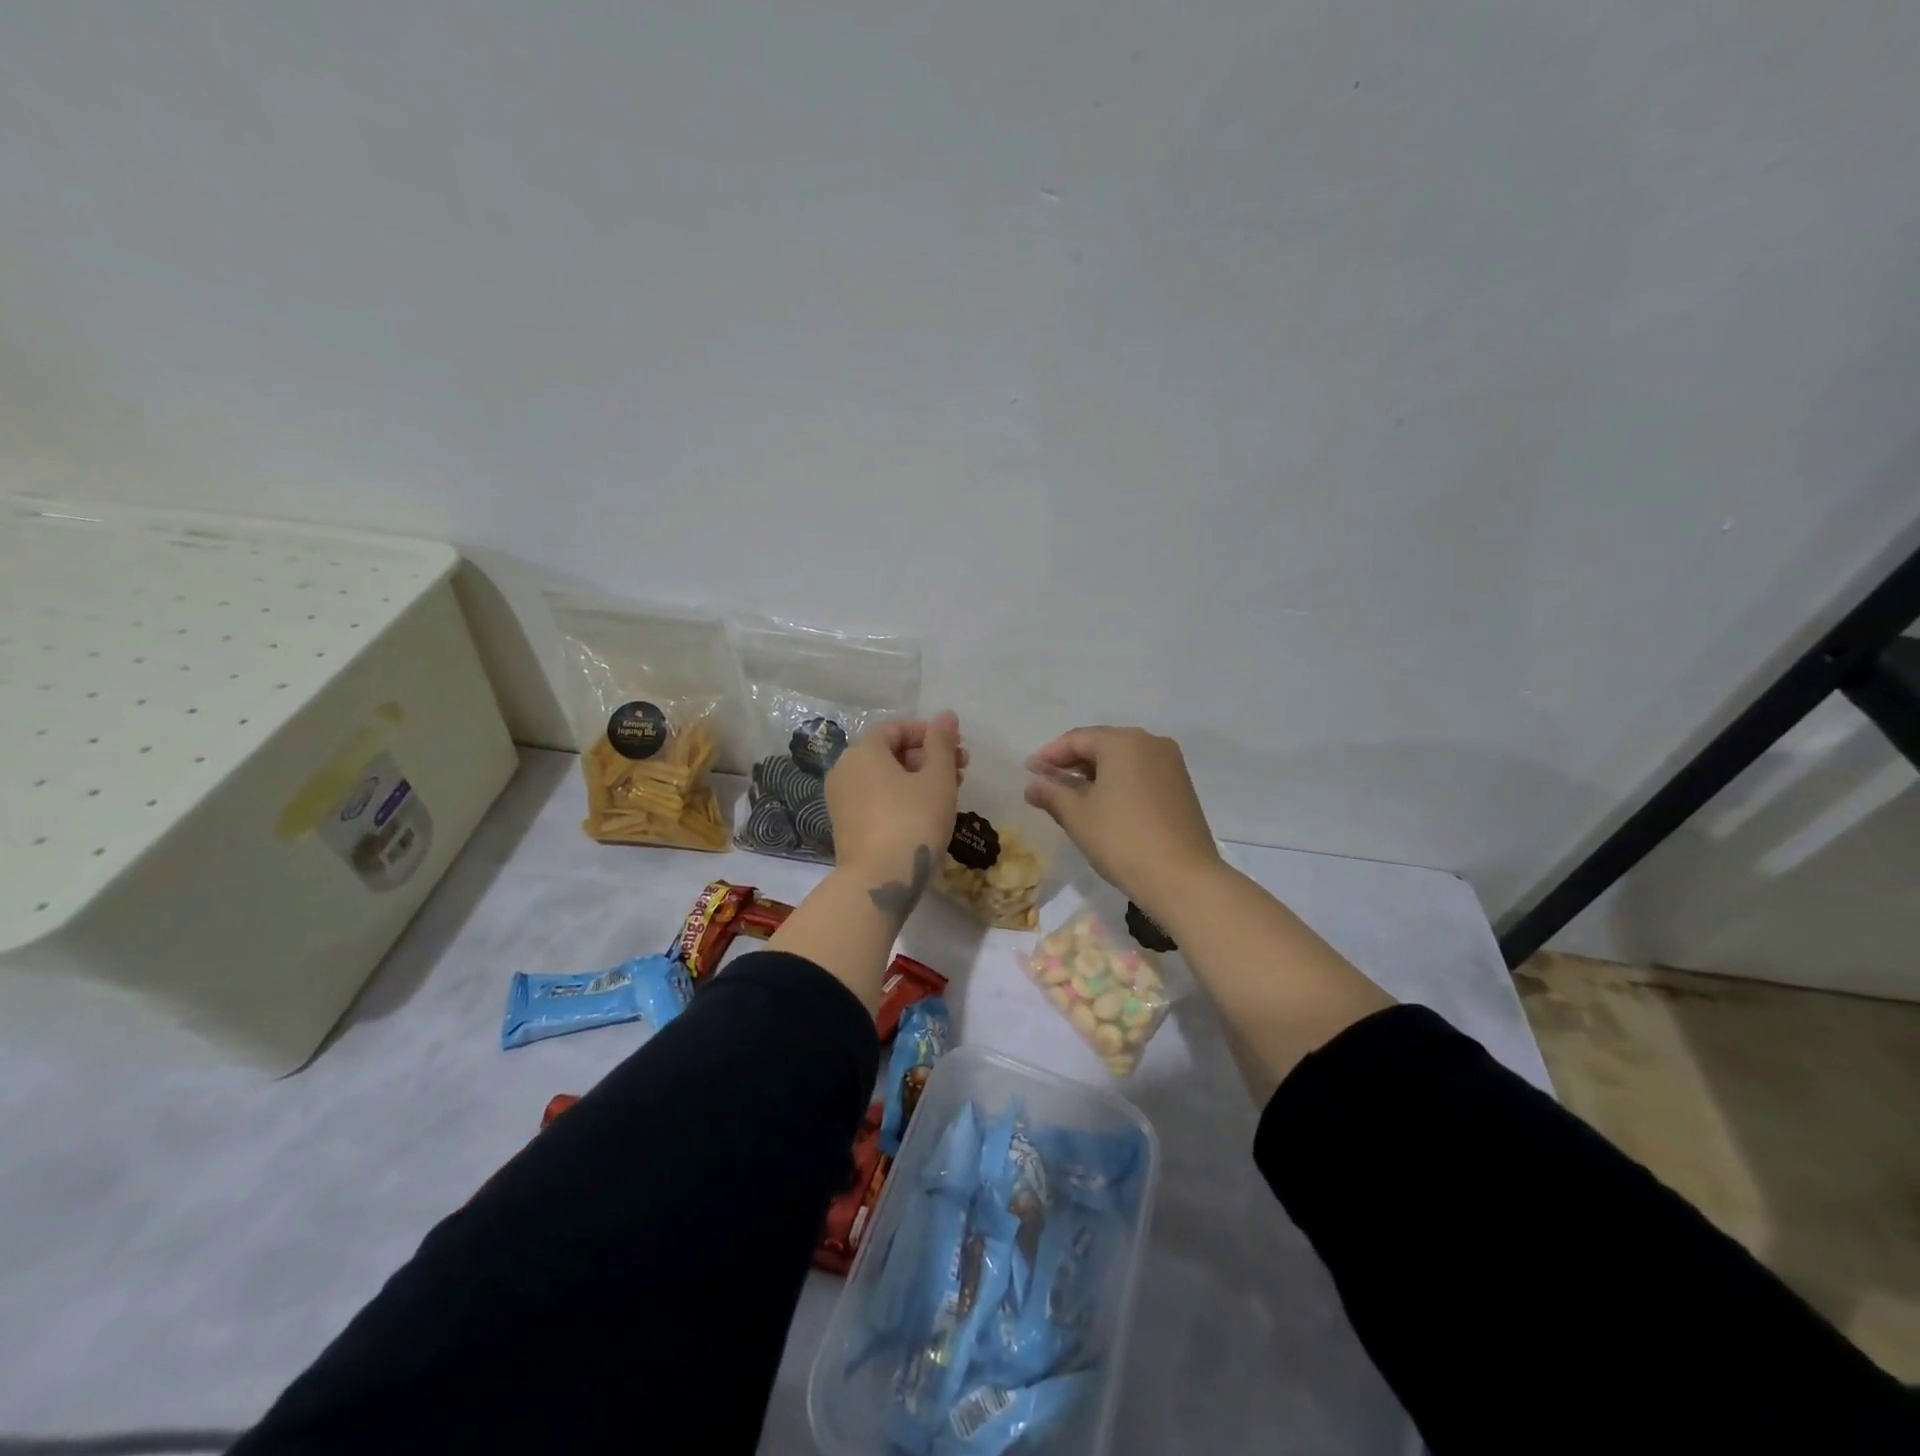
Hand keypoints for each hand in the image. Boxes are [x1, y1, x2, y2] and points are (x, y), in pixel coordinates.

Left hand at [826, 711, 964, 885]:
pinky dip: (898, 797)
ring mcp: (841, 799)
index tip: (956, 747)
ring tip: (948, 793)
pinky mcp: (844, 825)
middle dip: (927, 757)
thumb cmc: (914, 821)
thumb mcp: (937, 778)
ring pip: (883, 778)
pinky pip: (874, 799)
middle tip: (960, 770)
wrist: (880, 880)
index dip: (928, 733)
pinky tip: (924, 813)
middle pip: (889, 752)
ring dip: (916, 778)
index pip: (896, 728)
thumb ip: (942, 743)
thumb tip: (946, 716)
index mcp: (864, 752)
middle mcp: (845, 770)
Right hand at [1024, 726, 1221, 914]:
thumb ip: (1052, 794)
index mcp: (1123, 742)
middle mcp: (1150, 742)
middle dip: (1073, 762)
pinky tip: (1105, 804)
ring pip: (1123, 760)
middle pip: (1102, 745)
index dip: (1050, 755)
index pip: (1077, 739)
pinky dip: (1119, 782)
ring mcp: (1171, 764)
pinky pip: (1141, 773)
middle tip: (1048, 783)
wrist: (1183, 878)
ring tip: (1073, 796)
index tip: (1029, 771)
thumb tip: (1032, 785)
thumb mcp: (1078, 816)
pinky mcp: (1182, 786)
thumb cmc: (1122, 840)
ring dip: (1096, 773)